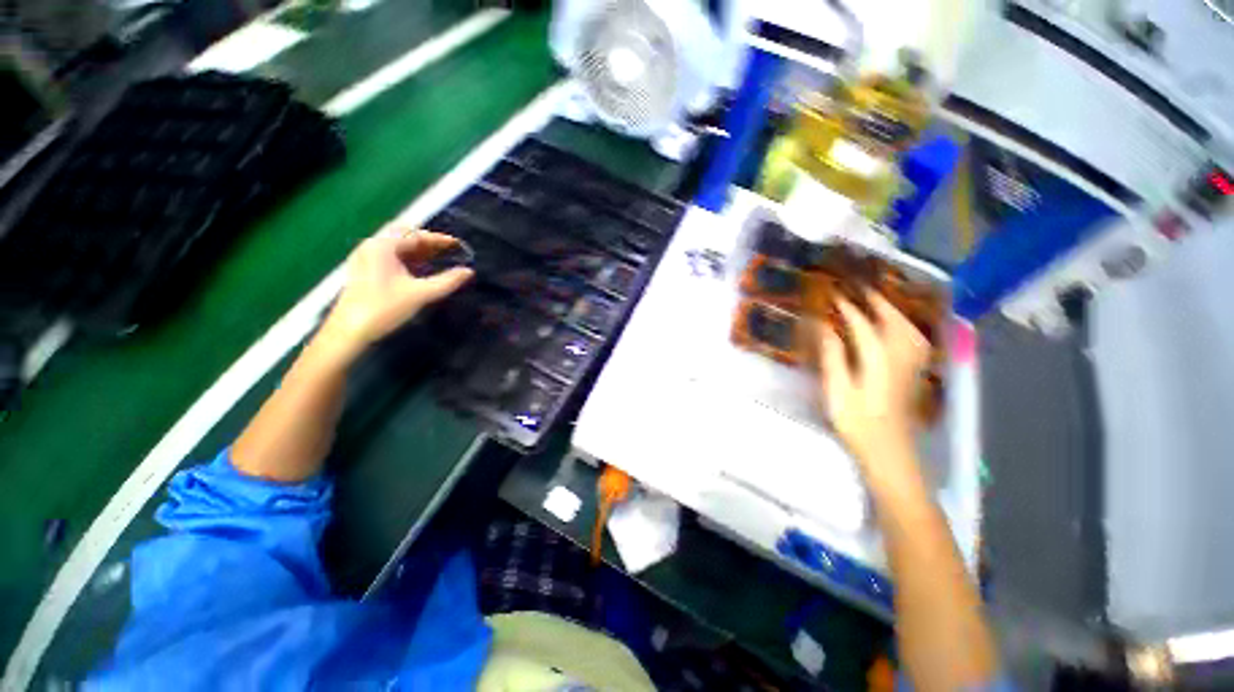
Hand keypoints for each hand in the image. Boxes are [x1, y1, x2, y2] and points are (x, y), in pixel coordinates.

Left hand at [318, 223, 472, 360]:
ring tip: (439, 258)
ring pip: (397, 246)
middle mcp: (372, 246)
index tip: (459, 246)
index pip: (416, 234)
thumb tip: (468, 271)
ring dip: (418, 250)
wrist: (350, 331)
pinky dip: (408, 258)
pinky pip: (390, 256)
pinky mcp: (365, 270)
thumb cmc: (385, 308)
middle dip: (428, 241)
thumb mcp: (421, 294)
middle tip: (449, 250)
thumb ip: (447, 281)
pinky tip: (420, 269)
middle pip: (404, 235)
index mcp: (382, 246)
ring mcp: (365, 257)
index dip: (439, 239)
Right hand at [817, 291, 929, 476]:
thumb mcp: (837, 390)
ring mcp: (912, 365)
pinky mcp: (915, 373)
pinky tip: (897, 329)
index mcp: (878, 359)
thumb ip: (834, 356)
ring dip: (894, 312)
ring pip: (909, 328)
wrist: (889, 451)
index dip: (848, 308)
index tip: (833, 294)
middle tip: (859, 289)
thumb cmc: (857, 422)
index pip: (863, 324)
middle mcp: (901, 356)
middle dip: (877, 302)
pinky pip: (915, 340)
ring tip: (877, 303)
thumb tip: (826, 328)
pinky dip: (905, 327)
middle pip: (894, 320)